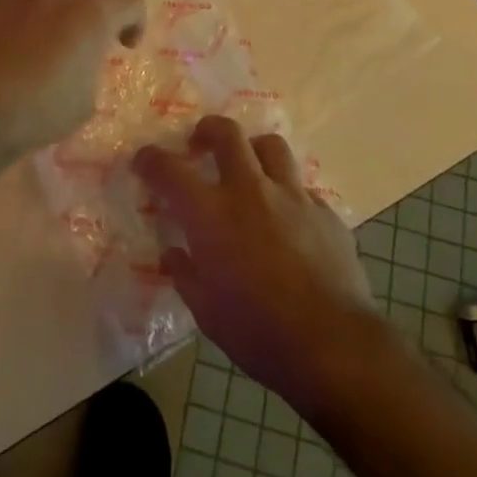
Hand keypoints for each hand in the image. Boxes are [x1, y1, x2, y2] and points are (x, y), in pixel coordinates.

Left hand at [0, 0, 145, 158]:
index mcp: (96, 15)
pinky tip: (24, 17)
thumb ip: (92, 66)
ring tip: (59, 3)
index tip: (124, 45)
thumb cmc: (41, 109)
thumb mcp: (85, 99)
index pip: (132, 4)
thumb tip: (83, 58)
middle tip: (94, 11)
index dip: (135, 23)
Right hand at [136, 116, 381, 414]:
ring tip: (248, 168)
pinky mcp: (326, 213)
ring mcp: (293, 197)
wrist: (333, 346)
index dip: (151, 159)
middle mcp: (249, 191)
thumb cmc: (257, 331)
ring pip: (271, 146)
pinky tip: (288, 218)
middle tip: (200, 143)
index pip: (170, 169)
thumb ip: (185, 273)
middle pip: (227, 134)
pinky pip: (302, 188)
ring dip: (253, 150)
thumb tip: (173, 253)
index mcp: (210, 213)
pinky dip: (288, 194)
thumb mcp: (205, 310)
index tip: (144, 159)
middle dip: (208, 130)